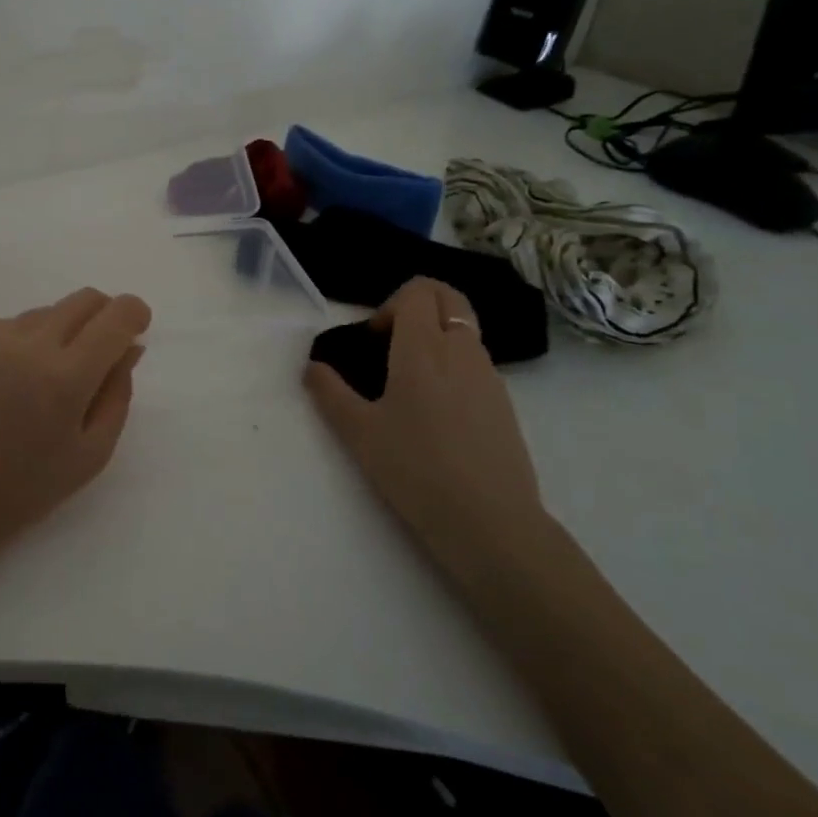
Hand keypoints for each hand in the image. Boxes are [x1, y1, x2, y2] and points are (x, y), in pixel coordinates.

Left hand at [0, 288, 151, 575]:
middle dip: (102, 316)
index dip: (134, 313)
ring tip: (42, 381)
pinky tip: (7, 383)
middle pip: (82, 301)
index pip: (114, 318)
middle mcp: (26, 345)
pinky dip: (21, 343)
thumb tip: (130, 345)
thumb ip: (118, 392)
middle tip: (99, 350)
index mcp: (64, 378)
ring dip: (59, 334)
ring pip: (44, 313)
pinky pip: (8, 325)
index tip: (137, 324)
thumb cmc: (29, 486)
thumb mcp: (93, 452)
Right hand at [303, 278, 547, 568]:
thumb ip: (329, 392)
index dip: (389, 305)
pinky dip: (452, 364)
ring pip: (464, 330)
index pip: (418, 292)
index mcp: (424, 349)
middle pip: (448, 297)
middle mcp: (462, 351)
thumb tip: (312, 367)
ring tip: (408, 383)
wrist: (490, 523)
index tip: (373, 342)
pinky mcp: (505, 403)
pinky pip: (476, 361)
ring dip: (435, 336)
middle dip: (417, 304)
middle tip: (390, 344)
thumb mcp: (358, 432)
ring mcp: (490, 376)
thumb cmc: (415, 470)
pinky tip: (435, 412)